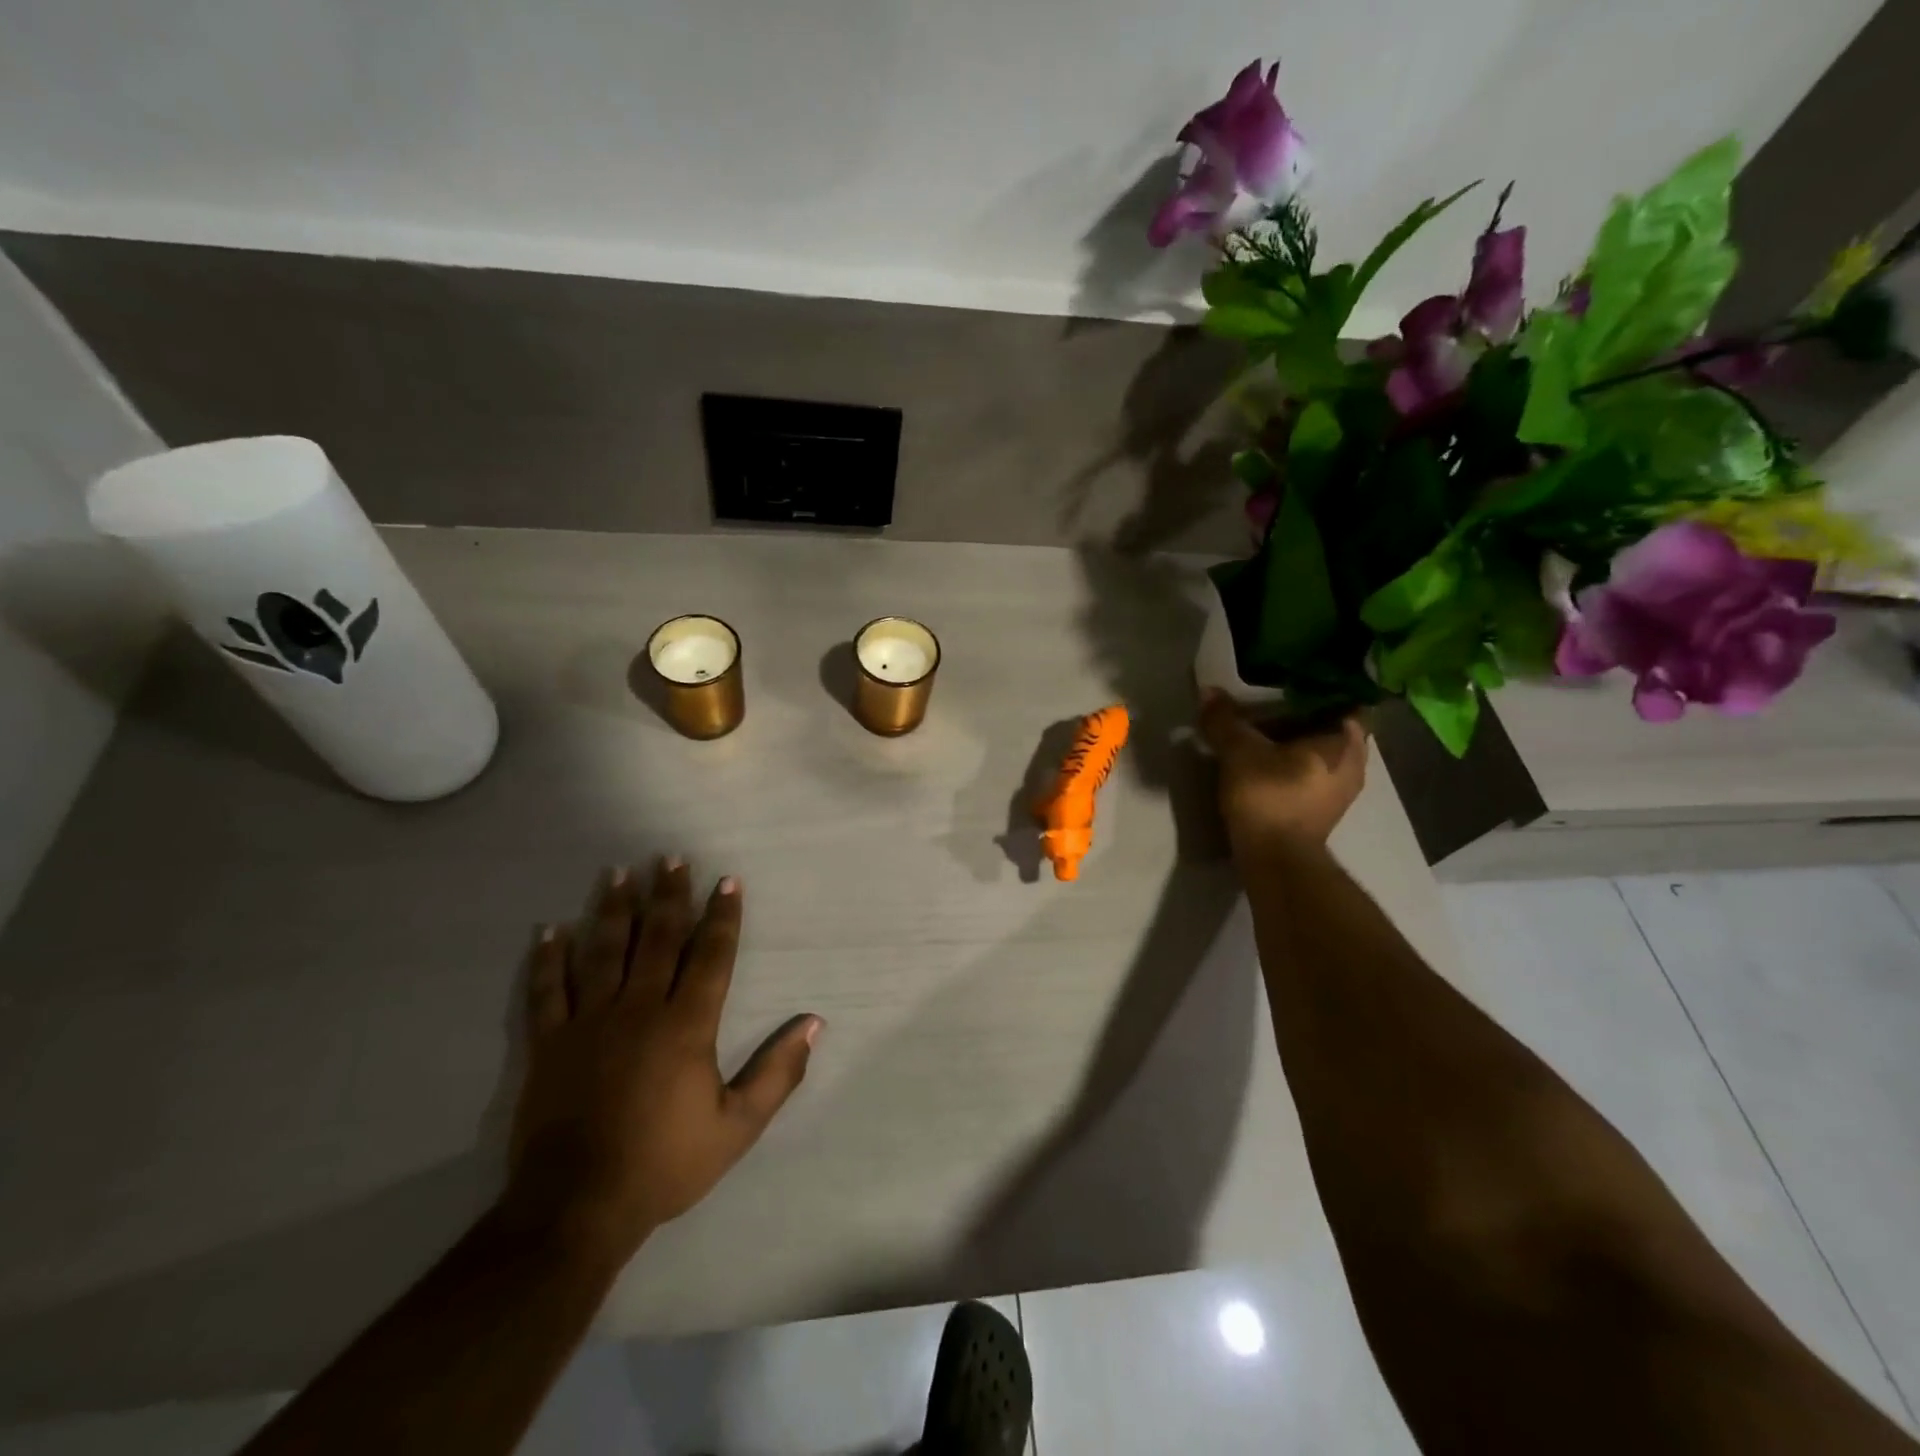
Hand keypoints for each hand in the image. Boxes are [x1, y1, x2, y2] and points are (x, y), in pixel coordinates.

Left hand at [504, 859, 820, 1261]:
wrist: (577, 1208)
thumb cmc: (665, 1163)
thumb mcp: (738, 1126)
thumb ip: (778, 1073)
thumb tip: (814, 1023)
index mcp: (686, 1025)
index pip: (711, 956)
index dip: (722, 916)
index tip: (727, 881)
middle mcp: (639, 1009)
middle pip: (657, 939)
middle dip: (668, 896)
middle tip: (671, 858)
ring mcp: (589, 1022)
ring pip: (603, 952)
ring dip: (613, 910)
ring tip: (618, 873)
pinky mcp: (550, 1043)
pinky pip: (547, 991)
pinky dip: (548, 959)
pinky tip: (550, 930)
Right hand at [1197, 690, 1367, 851]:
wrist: (1276, 859)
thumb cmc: (1269, 796)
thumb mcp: (1239, 752)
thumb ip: (1225, 720)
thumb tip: (1208, 691)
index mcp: (1345, 740)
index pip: (1344, 698)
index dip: (1319, 686)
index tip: (1291, 680)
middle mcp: (1354, 762)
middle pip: (1332, 725)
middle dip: (1304, 713)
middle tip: (1271, 700)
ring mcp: (1343, 789)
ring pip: (1323, 750)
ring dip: (1298, 740)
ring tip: (1266, 728)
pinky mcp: (1325, 809)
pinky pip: (1315, 771)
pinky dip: (1296, 762)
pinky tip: (1270, 759)